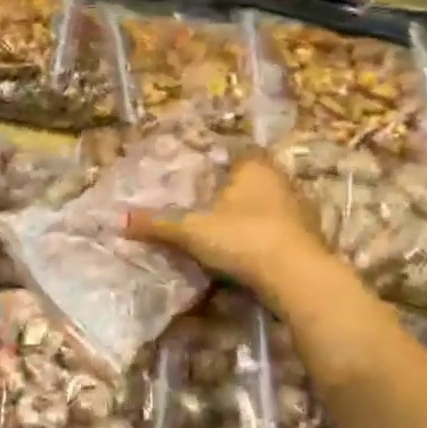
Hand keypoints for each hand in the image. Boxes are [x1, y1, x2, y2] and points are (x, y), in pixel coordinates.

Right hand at [126, 154, 336, 316]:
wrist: (296, 275)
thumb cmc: (242, 238)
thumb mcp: (192, 231)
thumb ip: (157, 224)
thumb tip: (118, 220)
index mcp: (254, 166)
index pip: (235, 152)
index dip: (217, 162)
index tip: (199, 176)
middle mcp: (280, 179)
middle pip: (252, 179)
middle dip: (232, 190)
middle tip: (206, 204)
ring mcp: (299, 207)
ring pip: (268, 204)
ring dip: (250, 215)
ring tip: (224, 229)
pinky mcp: (308, 236)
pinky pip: (279, 228)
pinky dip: (264, 236)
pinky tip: (249, 250)